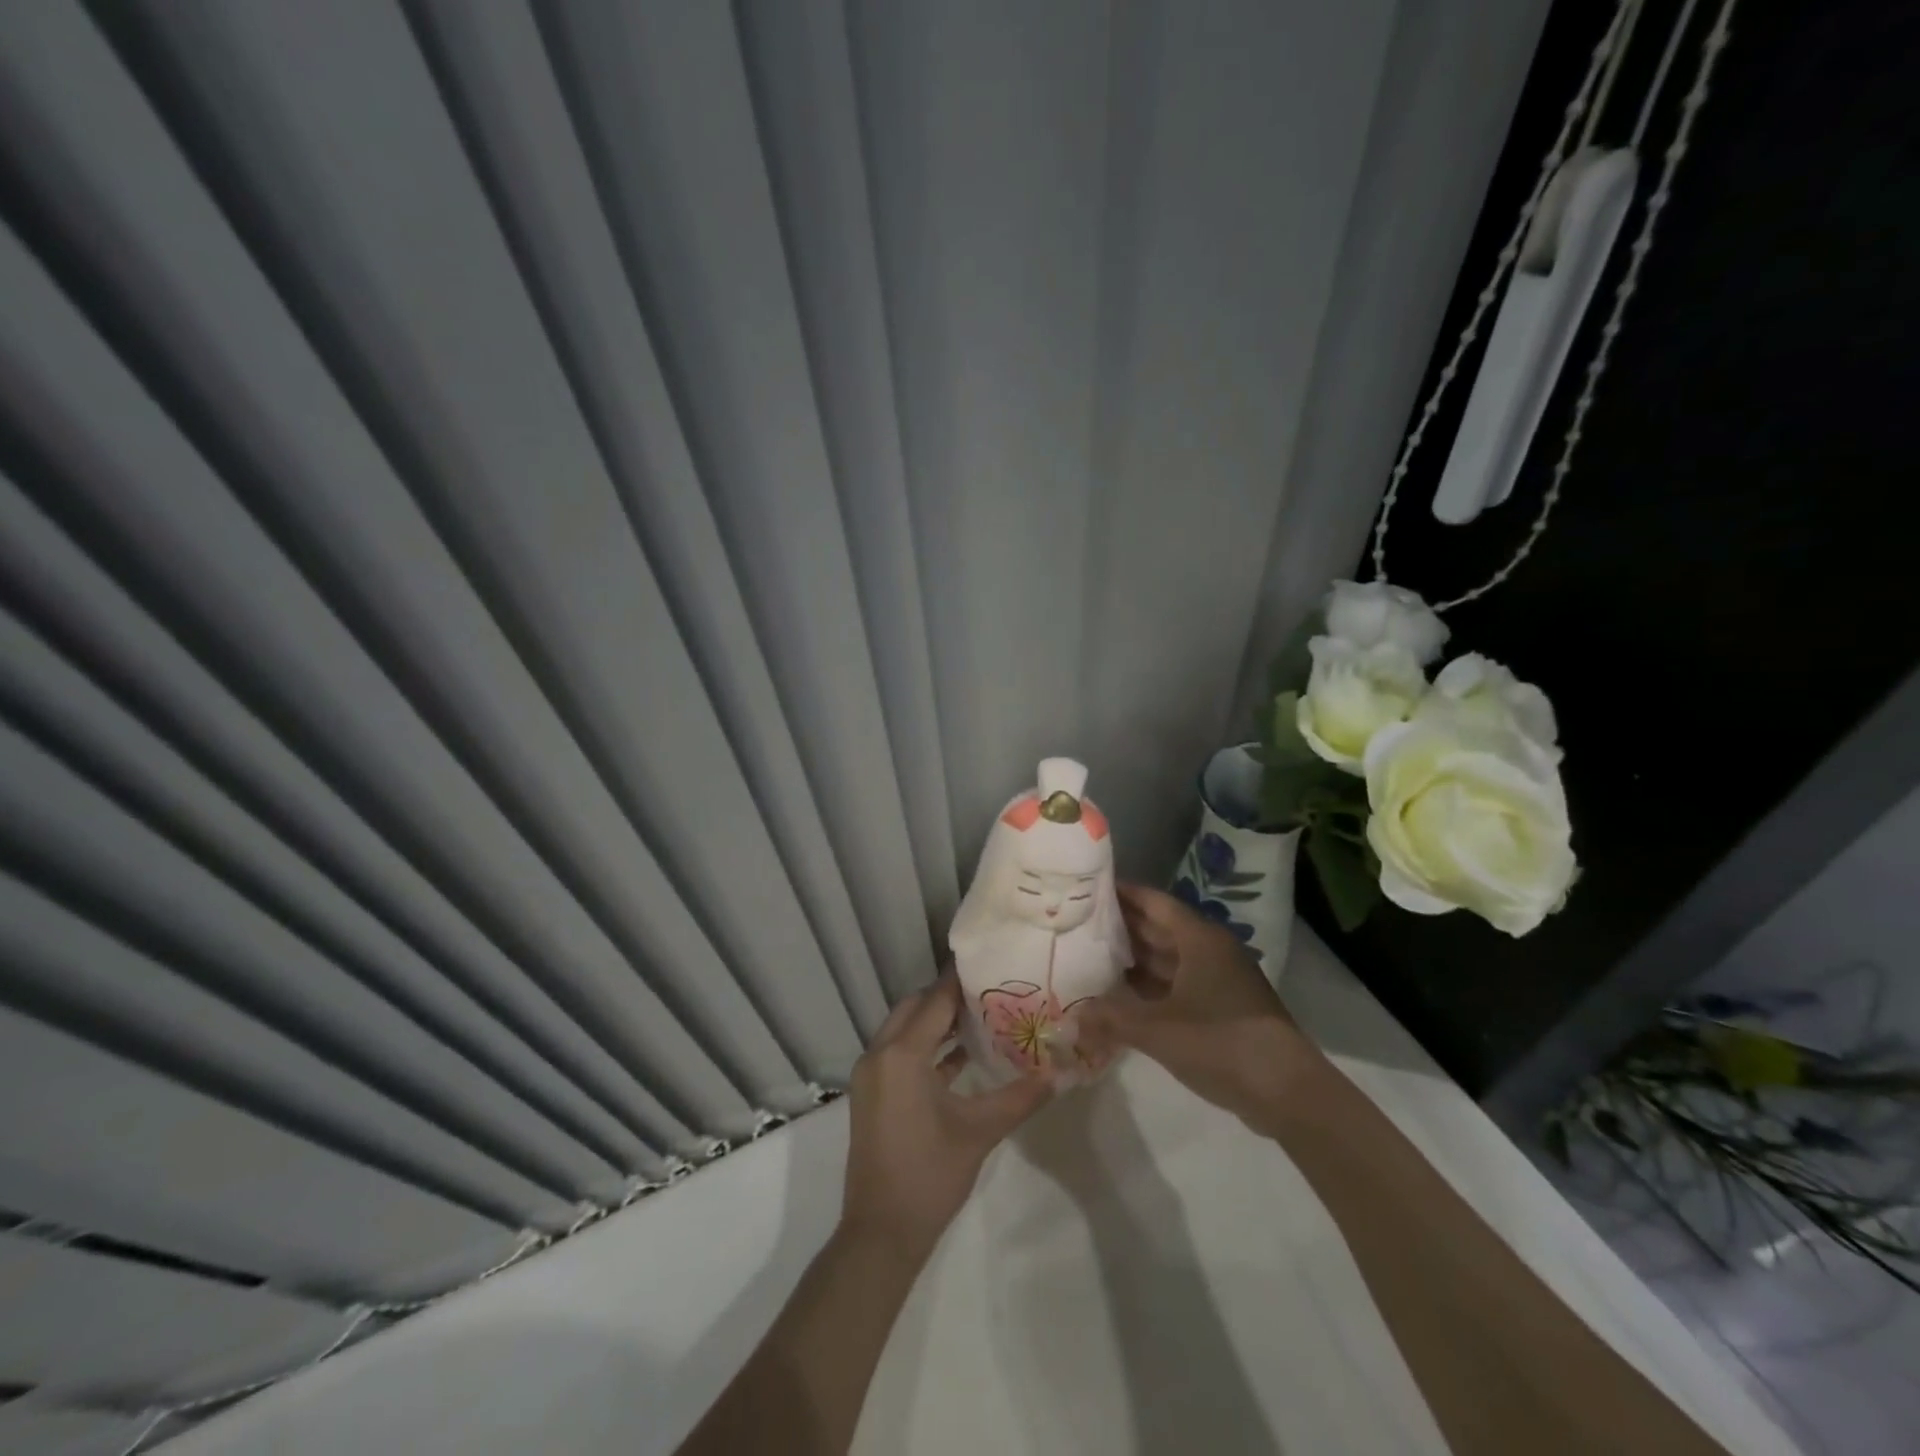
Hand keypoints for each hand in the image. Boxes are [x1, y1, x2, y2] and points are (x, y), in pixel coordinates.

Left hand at [841, 974, 1053, 1260]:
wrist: (881, 1233)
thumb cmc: (930, 1176)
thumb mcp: (979, 1132)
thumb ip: (1020, 1097)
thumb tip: (1059, 1074)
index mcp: (901, 1054)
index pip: (935, 1001)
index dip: (961, 981)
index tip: (990, 963)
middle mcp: (879, 1054)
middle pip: (915, 1007)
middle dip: (947, 997)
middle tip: (989, 990)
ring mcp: (871, 1075)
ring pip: (904, 1029)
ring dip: (935, 1021)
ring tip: (980, 1016)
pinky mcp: (872, 1094)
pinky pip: (899, 1053)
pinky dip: (925, 1047)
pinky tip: (959, 1055)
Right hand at [1079, 884, 1327, 1131]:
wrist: (1287, 1092)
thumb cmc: (1222, 1043)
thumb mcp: (1158, 1030)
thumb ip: (1112, 1018)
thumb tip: (1072, 1015)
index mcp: (1199, 939)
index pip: (1154, 902)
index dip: (1122, 893)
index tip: (1088, 887)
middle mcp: (1210, 951)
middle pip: (1160, 928)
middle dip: (1123, 925)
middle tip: (1079, 922)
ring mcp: (1219, 980)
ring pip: (1169, 958)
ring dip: (1135, 957)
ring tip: (1092, 955)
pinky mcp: (1223, 1008)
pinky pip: (1178, 984)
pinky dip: (1151, 986)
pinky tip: (1123, 996)